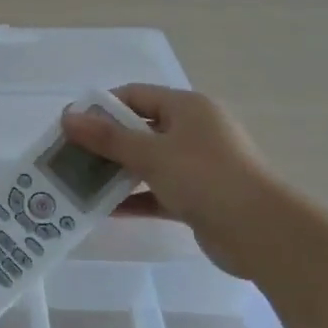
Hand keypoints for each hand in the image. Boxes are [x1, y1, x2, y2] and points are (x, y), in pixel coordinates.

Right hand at [60, 86, 275, 276]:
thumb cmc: (204, 177)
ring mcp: (197, 165)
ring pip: (146, 162)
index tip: (69, 126)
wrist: (260, 232)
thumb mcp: (150, 153)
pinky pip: (156, 191)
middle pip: (138, 129)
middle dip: (103, 142)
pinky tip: (104, 209)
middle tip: (68, 156)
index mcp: (188, 108)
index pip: (135, 95)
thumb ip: (106, 137)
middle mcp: (194, 131)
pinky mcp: (198, 197)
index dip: (100, 107)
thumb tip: (66, 117)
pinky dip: (133, 198)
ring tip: (79, 183)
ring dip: (115, 172)